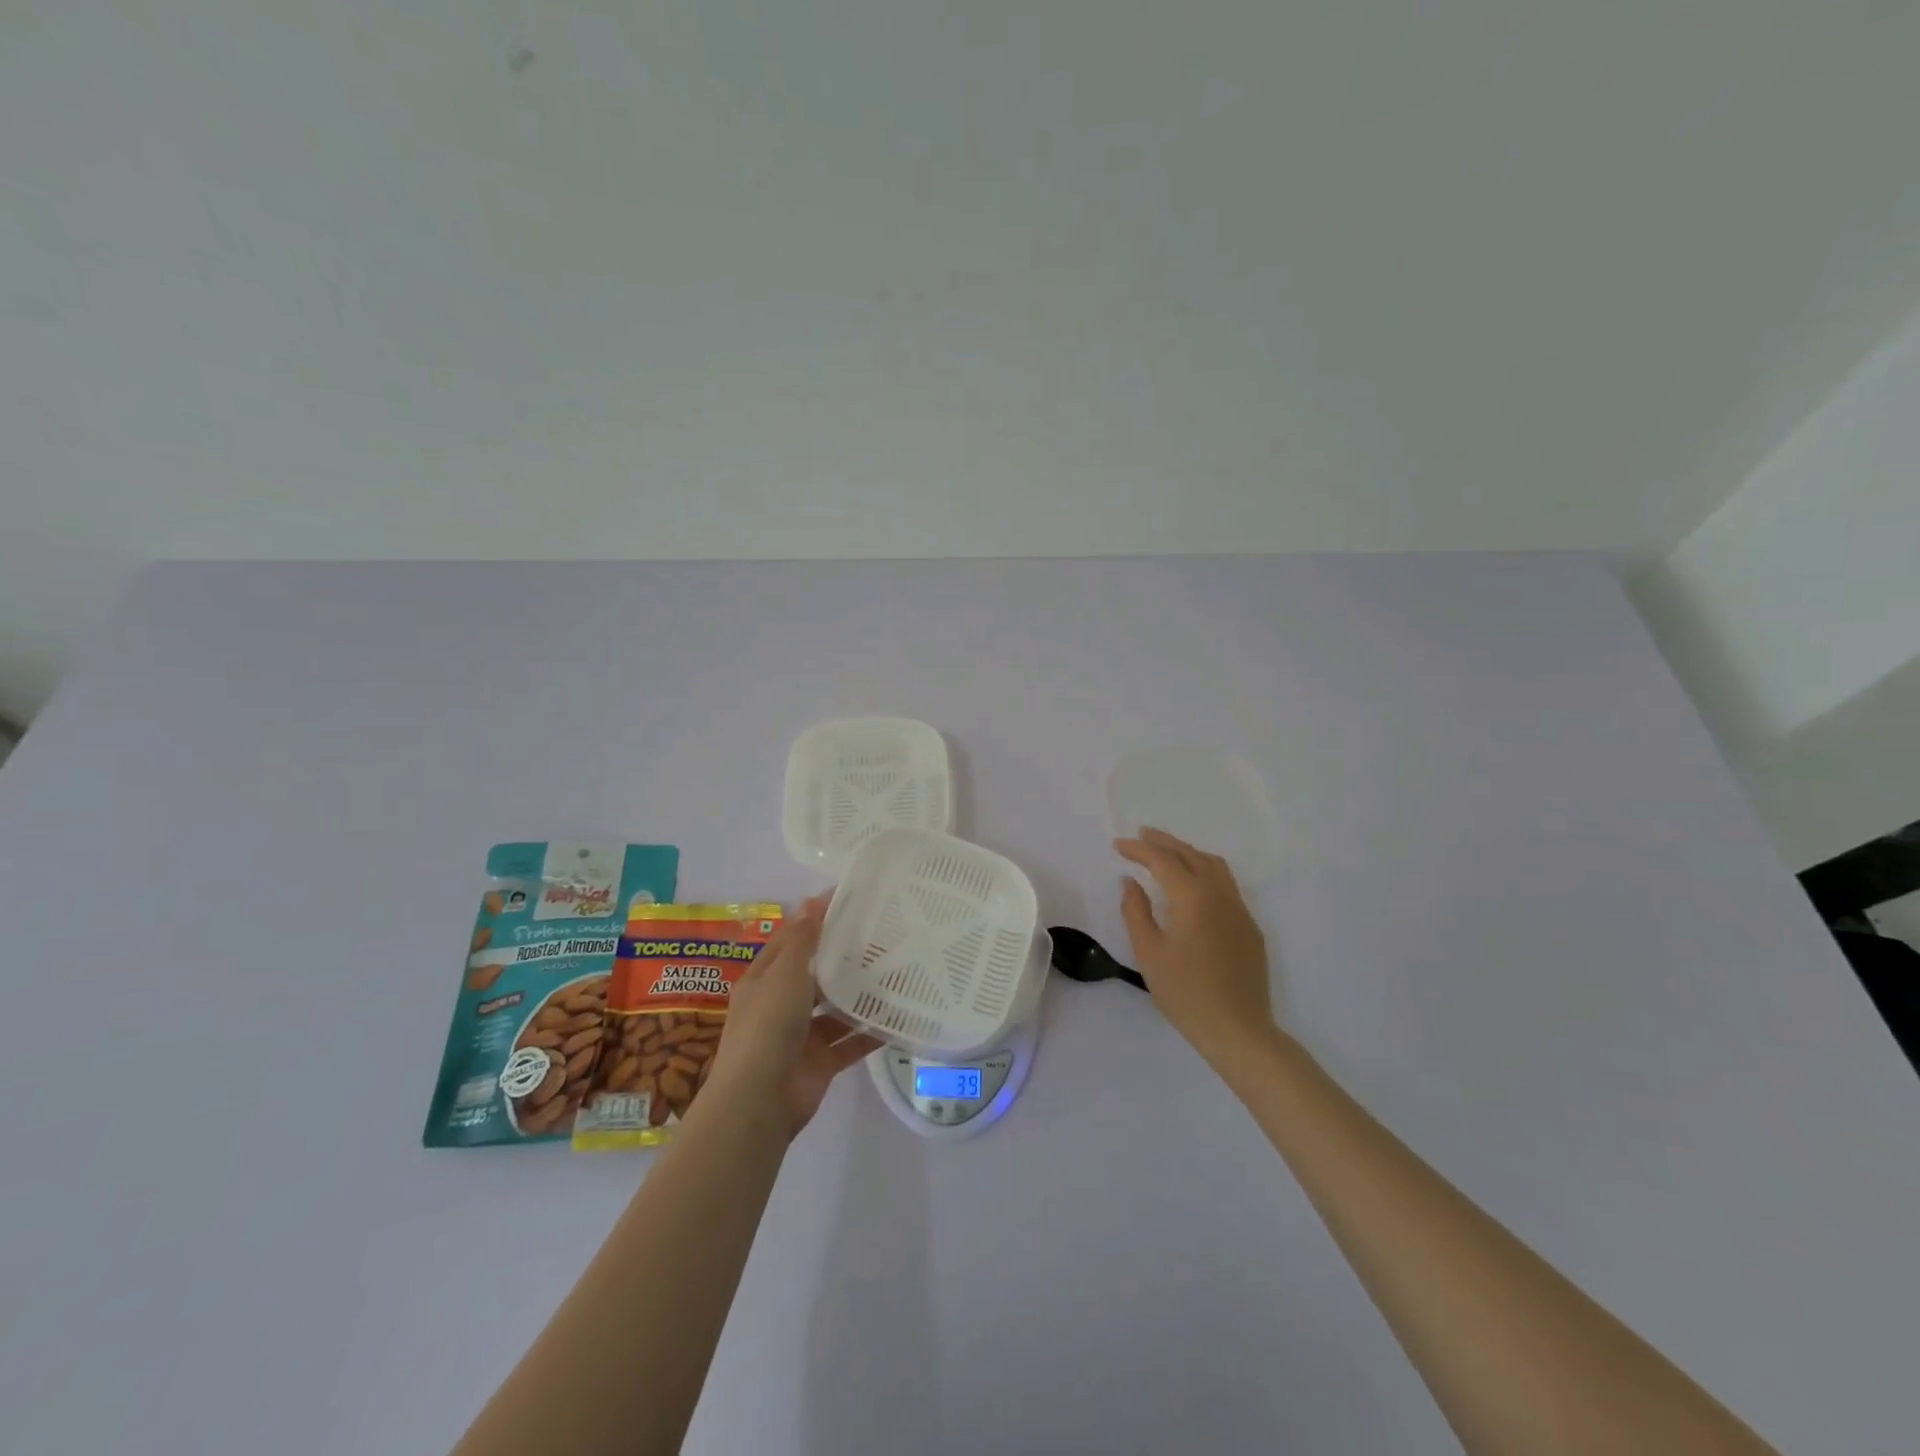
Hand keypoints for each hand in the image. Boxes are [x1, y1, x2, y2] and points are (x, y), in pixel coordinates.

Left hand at [705, 895, 882, 1137]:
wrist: (759, 1101)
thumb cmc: (767, 1025)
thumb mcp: (784, 973)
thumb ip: (802, 940)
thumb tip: (812, 900)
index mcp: (764, 980)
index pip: (790, 942)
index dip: (813, 921)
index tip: (847, 902)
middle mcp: (780, 1005)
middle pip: (814, 975)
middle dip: (841, 959)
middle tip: (881, 935)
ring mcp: (800, 1036)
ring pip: (835, 1010)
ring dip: (858, 996)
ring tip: (895, 971)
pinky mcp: (820, 1063)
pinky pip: (849, 1043)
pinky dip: (869, 1033)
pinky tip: (898, 1017)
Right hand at [1115, 827, 1273, 1063]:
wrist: (1238, 1029)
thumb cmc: (1186, 993)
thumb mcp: (1149, 953)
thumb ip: (1136, 912)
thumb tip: (1130, 882)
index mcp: (1193, 897)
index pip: (1163, 860)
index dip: (1139, 850)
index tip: (1118, 845)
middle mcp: (1219, 894)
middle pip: (1190, 855)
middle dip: (1164, 842)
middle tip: (1140, 835)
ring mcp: (1239, 909)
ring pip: (1214, 865)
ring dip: (1188, 852)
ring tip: (1166, 852)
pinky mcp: (1249, 927)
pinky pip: (1226, 884)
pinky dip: (1205, 871)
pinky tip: (1193, 884)